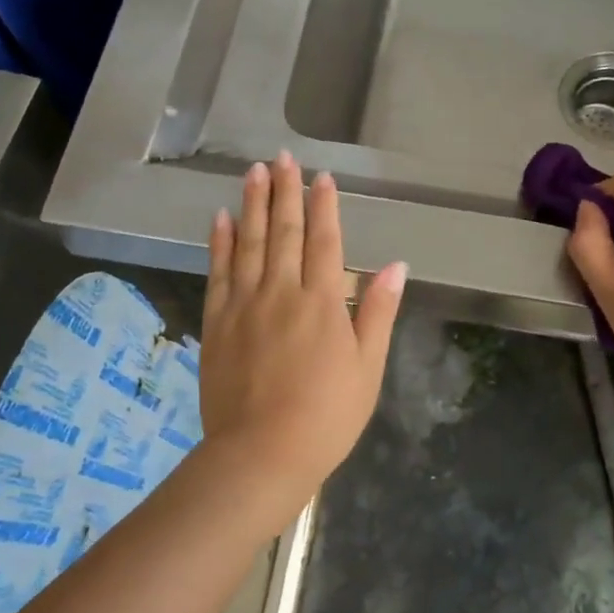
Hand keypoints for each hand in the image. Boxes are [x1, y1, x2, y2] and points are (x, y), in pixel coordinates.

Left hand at [199, 152, 406, 503]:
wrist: (261, 454)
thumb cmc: (326, 416)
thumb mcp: (367, 368)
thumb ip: (378, 312)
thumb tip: (396, 265)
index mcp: (322, 302)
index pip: (324, 241)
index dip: (324, 206)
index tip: (322, 177)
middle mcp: (281, 292)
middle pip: (284, 231)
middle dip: (285, 191)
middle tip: (282, 157)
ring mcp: (244, 305)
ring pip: (249, 242)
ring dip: (252, 204)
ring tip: (253, 172)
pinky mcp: (217, 323)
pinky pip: (218, 272)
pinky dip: (220, 242)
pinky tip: (221, 219)